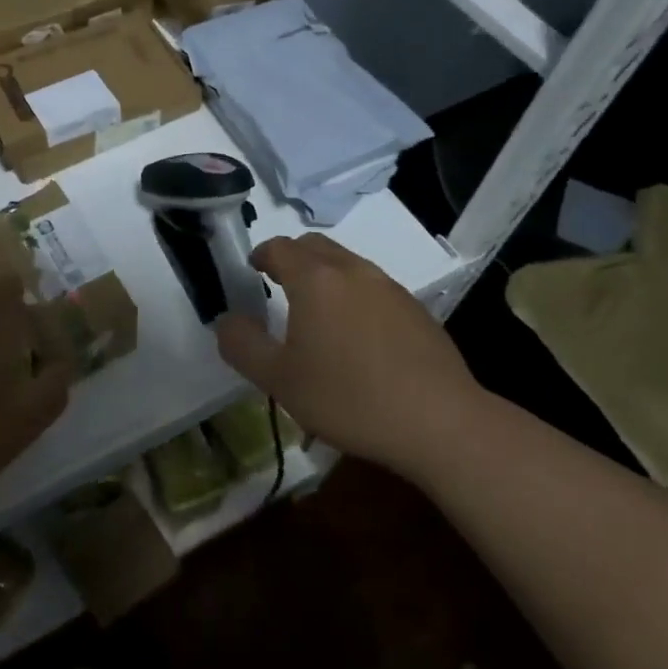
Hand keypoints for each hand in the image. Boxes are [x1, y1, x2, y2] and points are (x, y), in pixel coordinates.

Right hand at [215, 234, 481, 467]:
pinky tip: (358, 338)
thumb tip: (227, 320)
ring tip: (317, 314)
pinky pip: (374, 288)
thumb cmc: (349, 397)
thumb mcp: (278, 379)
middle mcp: (352, 271)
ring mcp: (390, 287)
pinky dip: (355, 296)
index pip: (279, 247)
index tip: (253, 270)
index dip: (261, 254)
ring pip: (347, 264)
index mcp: (315, 279)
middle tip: (279, 285)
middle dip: (292, 258)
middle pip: (315, 246)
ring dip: (325, 276)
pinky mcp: (417, 309)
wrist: (440, 422)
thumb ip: (242, 345)